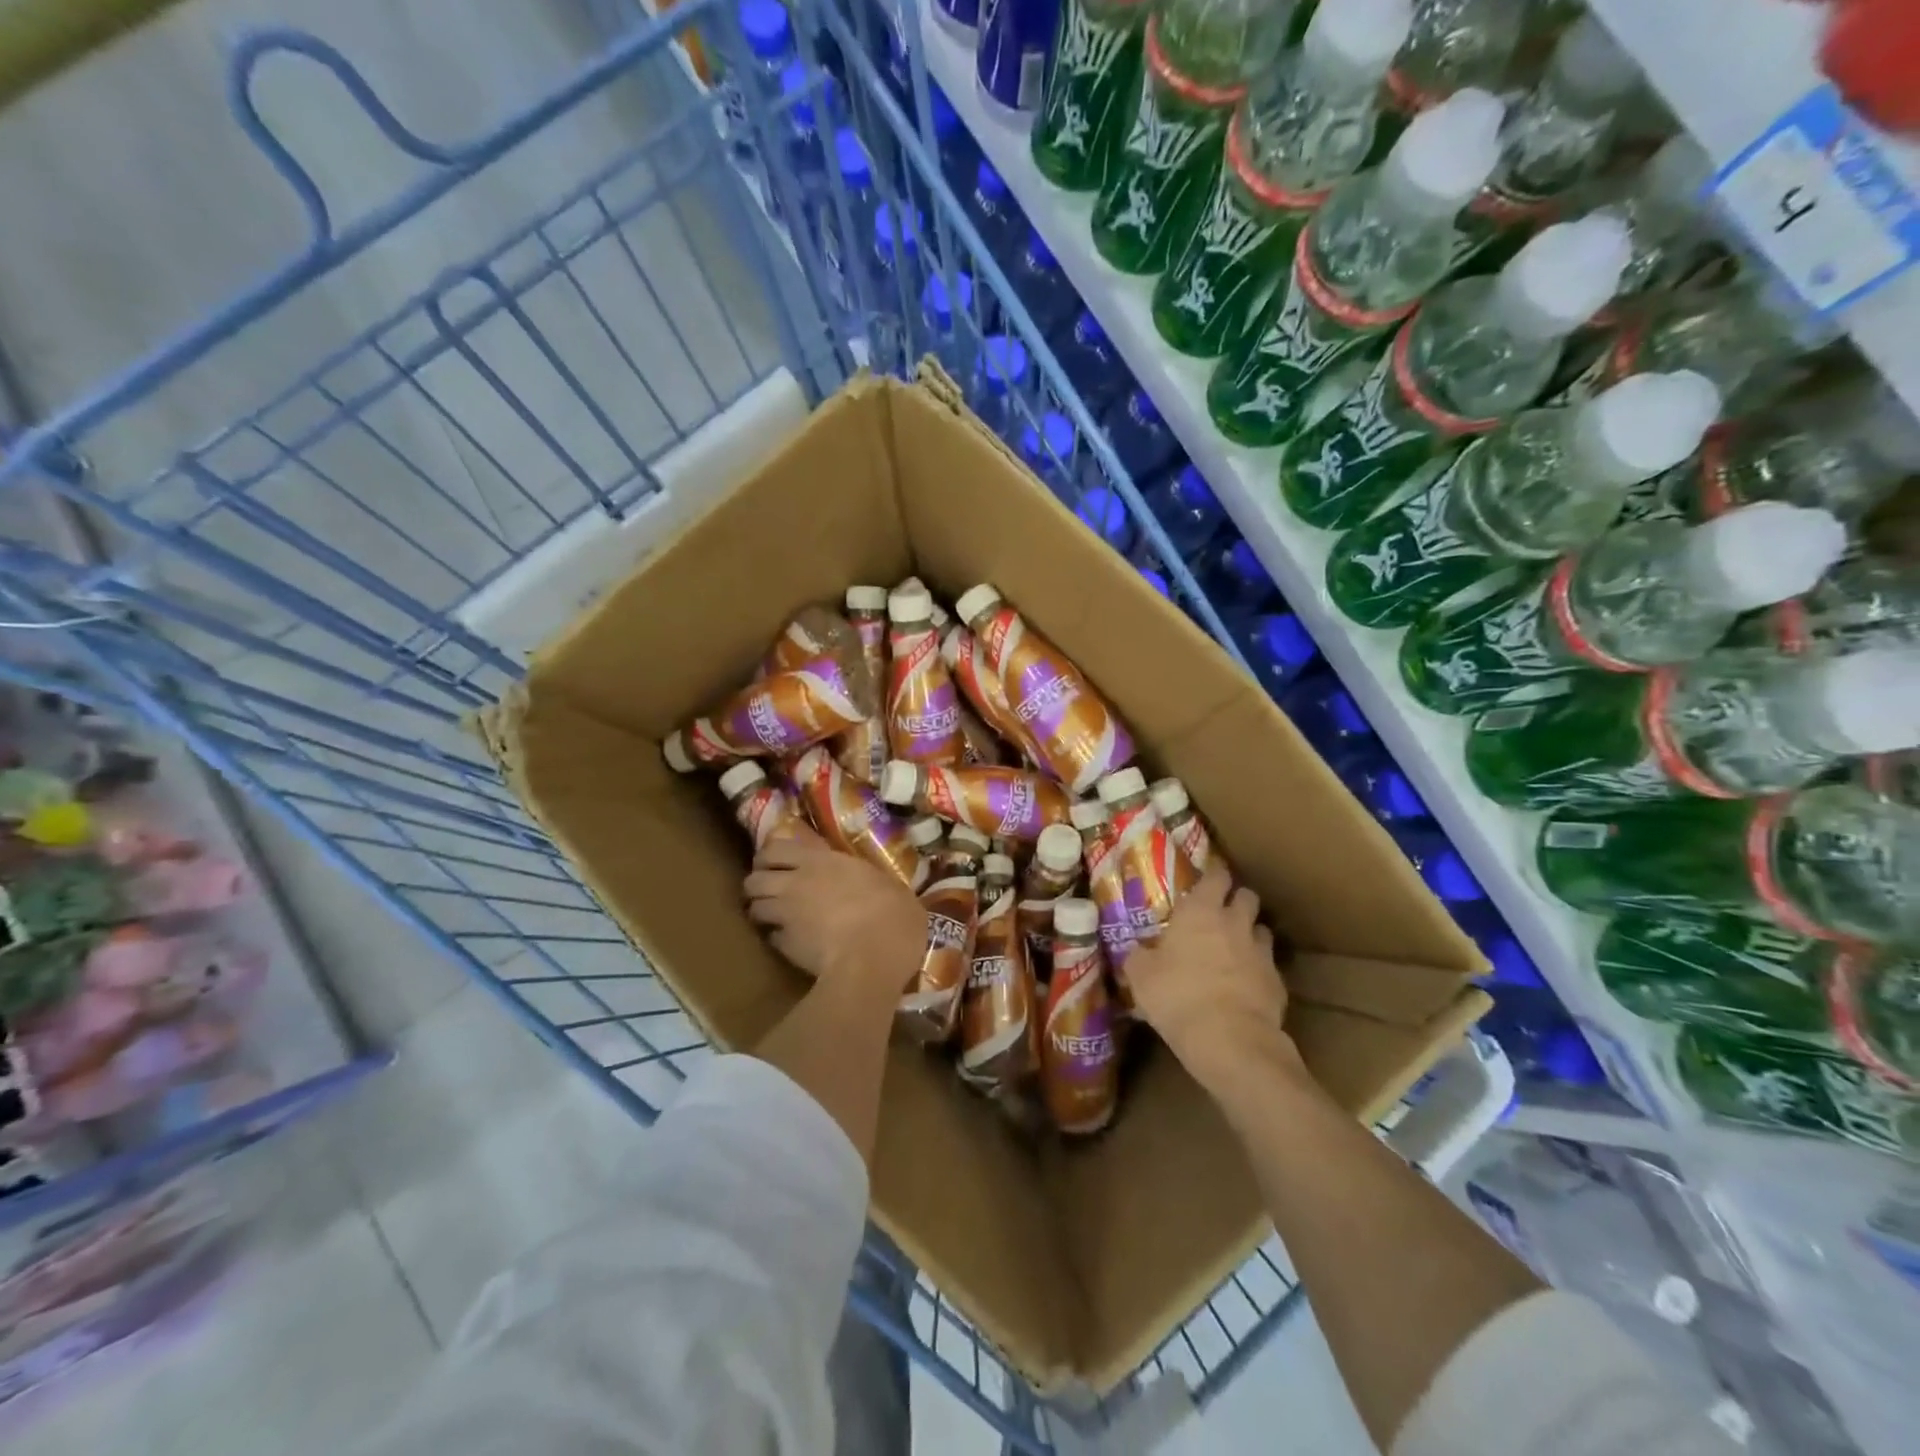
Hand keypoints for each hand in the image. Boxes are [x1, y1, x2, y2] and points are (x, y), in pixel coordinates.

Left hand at [744, 826, 926, 996]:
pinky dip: (776, 938)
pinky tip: (791, 943)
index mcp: (821, 861)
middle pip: (754, 878)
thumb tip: (870, 883)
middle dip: (758, 884)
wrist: (871, 960)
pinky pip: (770, 937)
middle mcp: (795, 883)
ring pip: (753, 907)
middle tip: (772, 891)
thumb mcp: (887, 885)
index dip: (770, 856)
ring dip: (762, 911)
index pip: (776, 848)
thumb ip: (866, 879)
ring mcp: (786, 915)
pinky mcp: (784, 946)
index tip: (775, 863)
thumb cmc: (890, 916)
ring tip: (775, 918)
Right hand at [1126, 865, 1299, 1097]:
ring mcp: (1261, 952)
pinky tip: (1244, 987)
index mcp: (1201, 911)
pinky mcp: (1278, 982)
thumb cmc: (1177, 995)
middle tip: (1220, 914)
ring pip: (1261, 930)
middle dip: (1236, 901)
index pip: (1216, 875)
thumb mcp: (1141, 975)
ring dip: (1249, 935)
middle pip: (1247, 896)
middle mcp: (1235, 923)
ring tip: (1234, 950)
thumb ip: (1139, 956)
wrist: (1229, 1039)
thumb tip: (1136, 950)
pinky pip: (1268, 967)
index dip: (1213, 875)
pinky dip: (1258, 971)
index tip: (1205, 880)